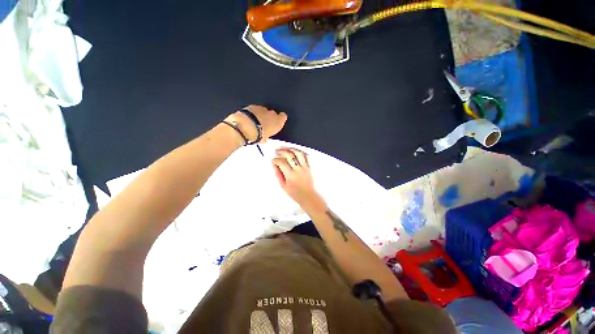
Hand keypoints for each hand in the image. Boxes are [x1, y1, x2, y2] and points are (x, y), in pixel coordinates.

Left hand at [225, 105, 286, 142]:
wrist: (246, 127)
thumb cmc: (258, 134)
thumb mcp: (265, 139)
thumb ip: (267, 136)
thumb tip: (264, 138)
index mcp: (278, 121)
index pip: (283, 116)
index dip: (280, 119)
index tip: (277, 123)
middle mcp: (272, 113)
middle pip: (272, 114)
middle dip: (269, 118)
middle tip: (263, 126)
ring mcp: (262, 108)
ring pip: (263, 111)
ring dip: (260, 115)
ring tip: (255, 123)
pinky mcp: (252, 106)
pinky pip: (254, 109)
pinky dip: (252, 113)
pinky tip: (248, 120)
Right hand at [272, 148, 325, 211]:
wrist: (308, 196)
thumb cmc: (295, 193)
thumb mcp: (283, 186)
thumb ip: (278, 175)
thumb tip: (275, 166)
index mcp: (291, 175)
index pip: (281, 163)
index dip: (275, 160)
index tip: (273, 161)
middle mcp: (298, 170)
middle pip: (289, 155)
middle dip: (281, 151)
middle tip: (277, 151)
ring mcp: (305, 167)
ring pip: (298, 153)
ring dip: (291, 149)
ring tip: (285, 148)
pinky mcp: (309, 167)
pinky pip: (305, 156)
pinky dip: (300, 152)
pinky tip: (295, 151)